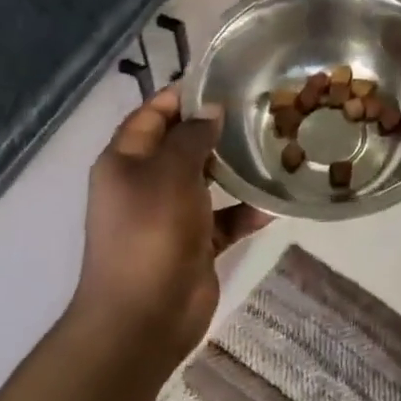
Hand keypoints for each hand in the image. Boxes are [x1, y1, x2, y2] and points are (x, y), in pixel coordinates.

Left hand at [72, 88, 270, 368]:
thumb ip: (192, 136)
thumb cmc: (151, 232)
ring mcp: (170, 216)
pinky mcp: (194, 244)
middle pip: (182, 145)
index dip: (181, 95)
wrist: (142, 319)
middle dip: (216, 129)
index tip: (223, 80)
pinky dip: (246, 211)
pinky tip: (275, 202)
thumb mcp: (170, 173)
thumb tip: (212, 111)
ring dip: (236, 169)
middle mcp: (145, 184)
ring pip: (207, 181)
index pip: (152, 114)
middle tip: (259, 110)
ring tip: (275, 147)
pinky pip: (224, 218)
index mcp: (126, 162)